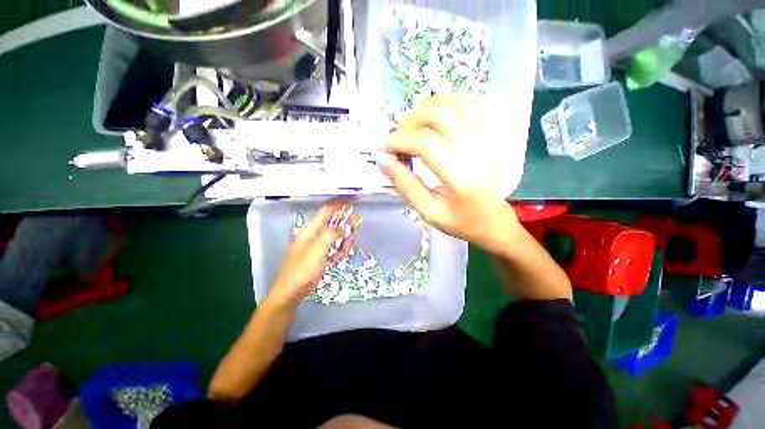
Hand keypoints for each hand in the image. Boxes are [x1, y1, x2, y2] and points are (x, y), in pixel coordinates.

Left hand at [268, 199, 358, 306]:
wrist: (292, 291)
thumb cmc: (301, 270)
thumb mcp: (316, 250)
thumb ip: (330, 235)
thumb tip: (343, 226)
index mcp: (312, 228)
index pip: (328, 208)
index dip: (342, 201)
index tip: (356, 198)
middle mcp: (317, 232)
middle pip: (336, 220)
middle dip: (347, 222)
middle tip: (358, 226)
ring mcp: (321, 243)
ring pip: (339, 234)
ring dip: (345, 241)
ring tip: (343, 252)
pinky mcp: (324, 253)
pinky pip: (337, 246)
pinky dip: (341, 250)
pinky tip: (338, 258)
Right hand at [377, 94, 518, 252]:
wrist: (492, 220)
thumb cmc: (459, 221)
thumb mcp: (427, 211)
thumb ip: (404, 184)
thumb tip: (382, 159)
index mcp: (461, 178)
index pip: (426, 144)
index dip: (399, 141)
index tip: (383, 149)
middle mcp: (476, 152)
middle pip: (440, 115)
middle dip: (409, 123)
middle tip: (398, 141)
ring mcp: (486, 139)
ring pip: (455, 102)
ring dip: (426, 109)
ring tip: (414, 128)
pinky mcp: (489, 134)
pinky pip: (470, 103)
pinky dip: (447, 102)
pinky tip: (435, 118)